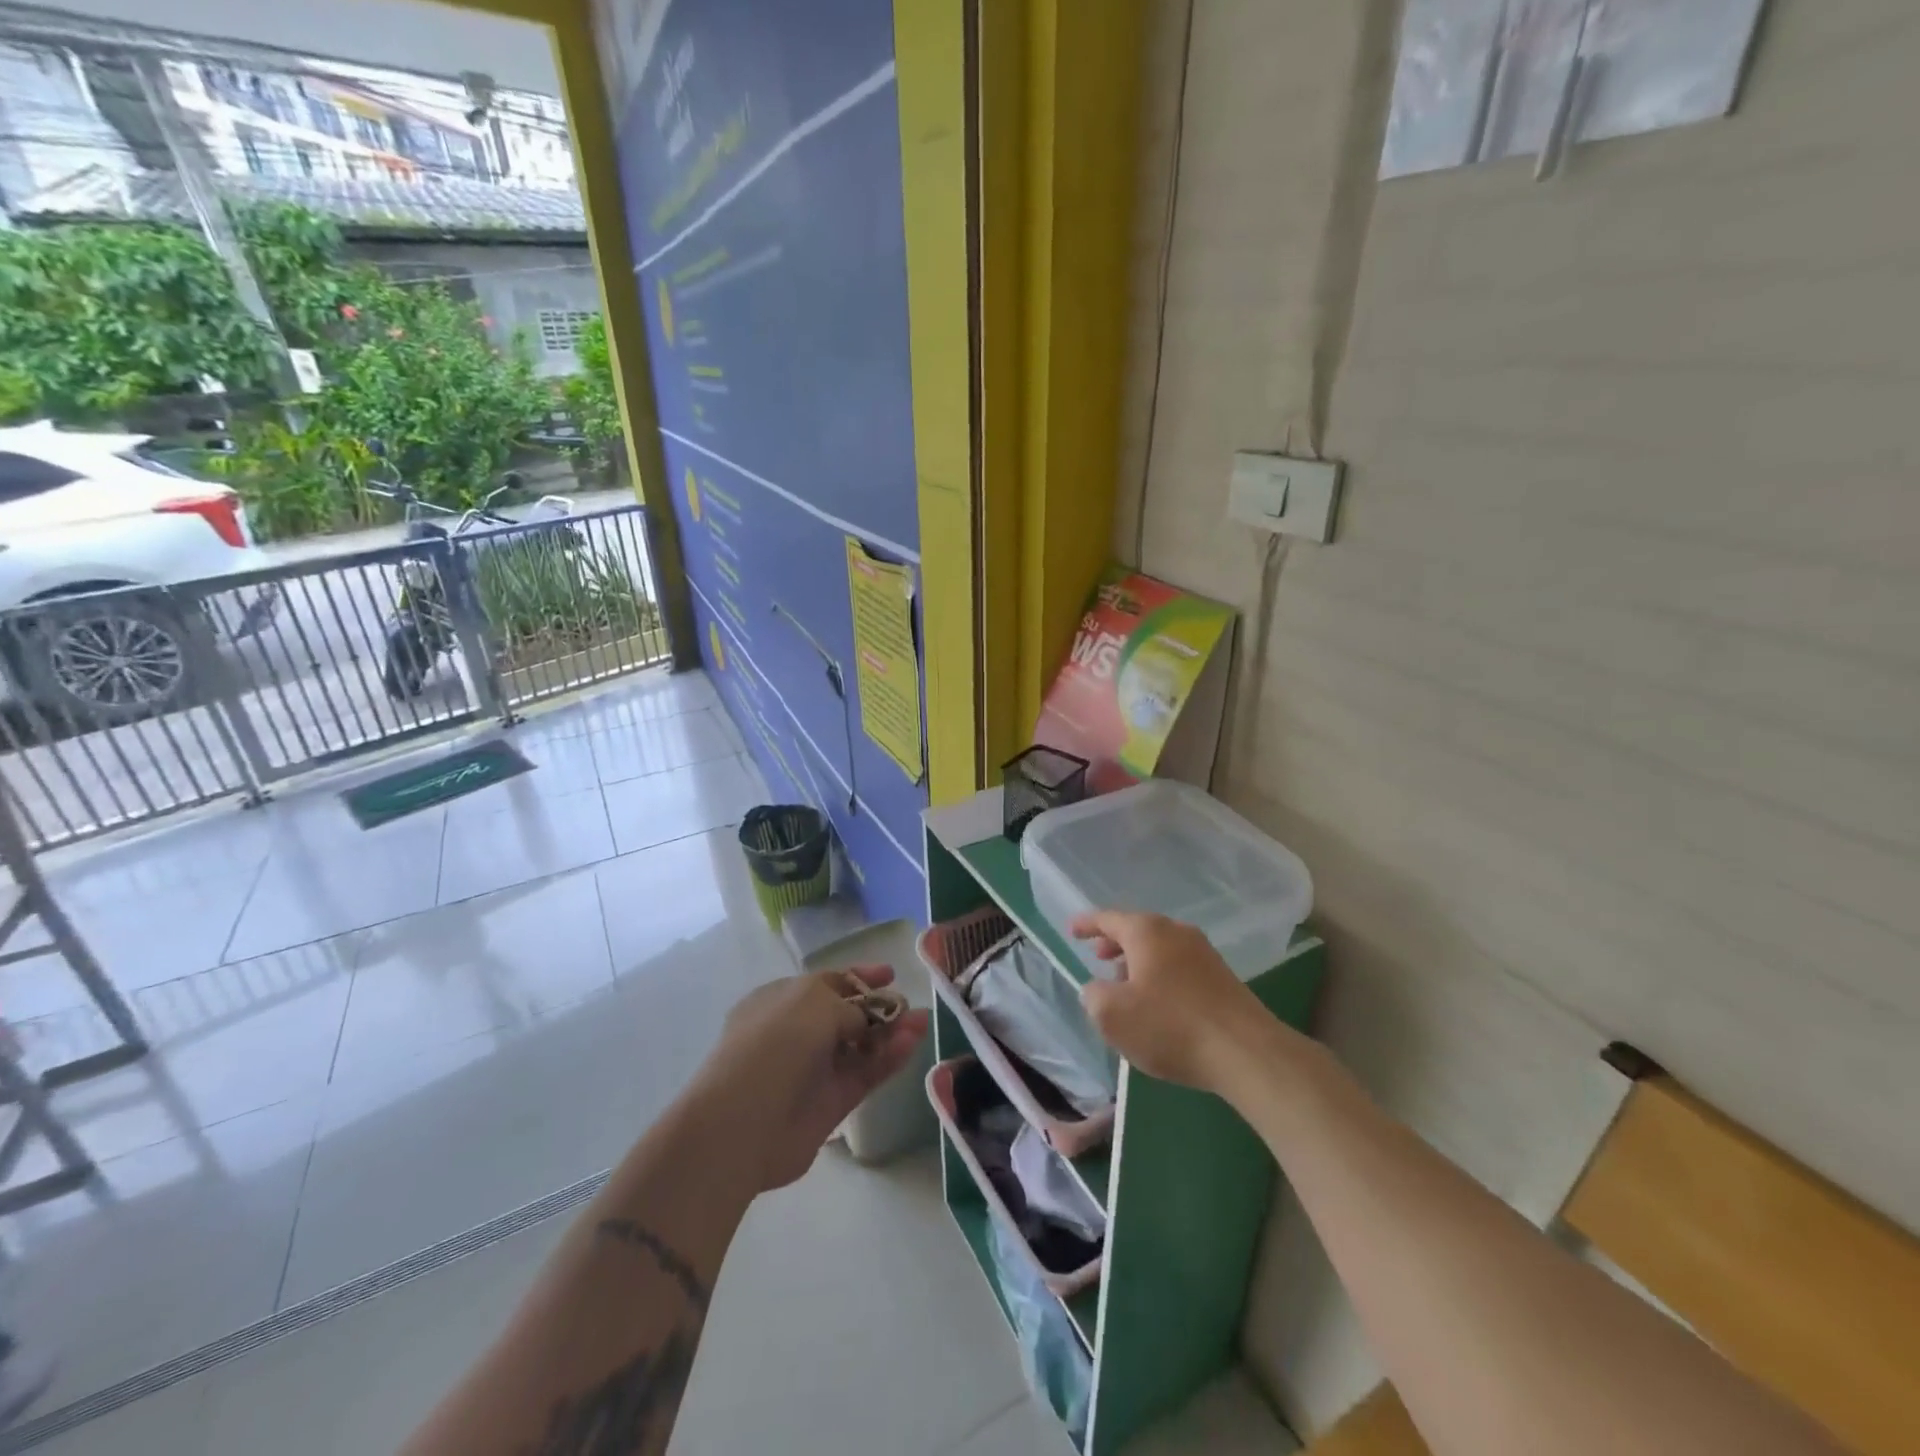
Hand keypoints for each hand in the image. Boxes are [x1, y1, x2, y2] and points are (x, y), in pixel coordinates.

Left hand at [688, 967, 929, 1192]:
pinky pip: (866, 1074)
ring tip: (922, 1022)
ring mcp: (814, 1070)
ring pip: (861, 1046)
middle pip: (847, 1016)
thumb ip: (850, 1007)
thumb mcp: (815, 1005)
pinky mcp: (831, 1103)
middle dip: (880, 1008)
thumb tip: (866, 1019)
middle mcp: (797, 1033)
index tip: (890, 974)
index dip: (859, 977)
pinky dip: (889, 1059)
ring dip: (891, 1033)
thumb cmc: (774, 1045)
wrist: (744, 1123)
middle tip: (909, 1005)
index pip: (827, 983)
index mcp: (782, 1000)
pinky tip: (912, 1043)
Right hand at [1071, 910, 1275, 1094]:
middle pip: (1138, 930)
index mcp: (1147, 931)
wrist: (1246, 1052)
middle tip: (1097, 955)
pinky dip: (1160, 975)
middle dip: (1115, 942)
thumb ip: (1093, 996)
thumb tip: (1098, 989)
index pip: (1109, 919)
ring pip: (1160, 949)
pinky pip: (1179, 966)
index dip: (1087, 924)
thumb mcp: (1112, 1015)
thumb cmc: (1170, 1026)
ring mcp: (1204, 954)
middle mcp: (1176, 932)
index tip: (1071, 930)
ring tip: (1124, 984)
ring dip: (1138, 962)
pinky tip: (1157, 1003)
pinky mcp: (1222, 979)